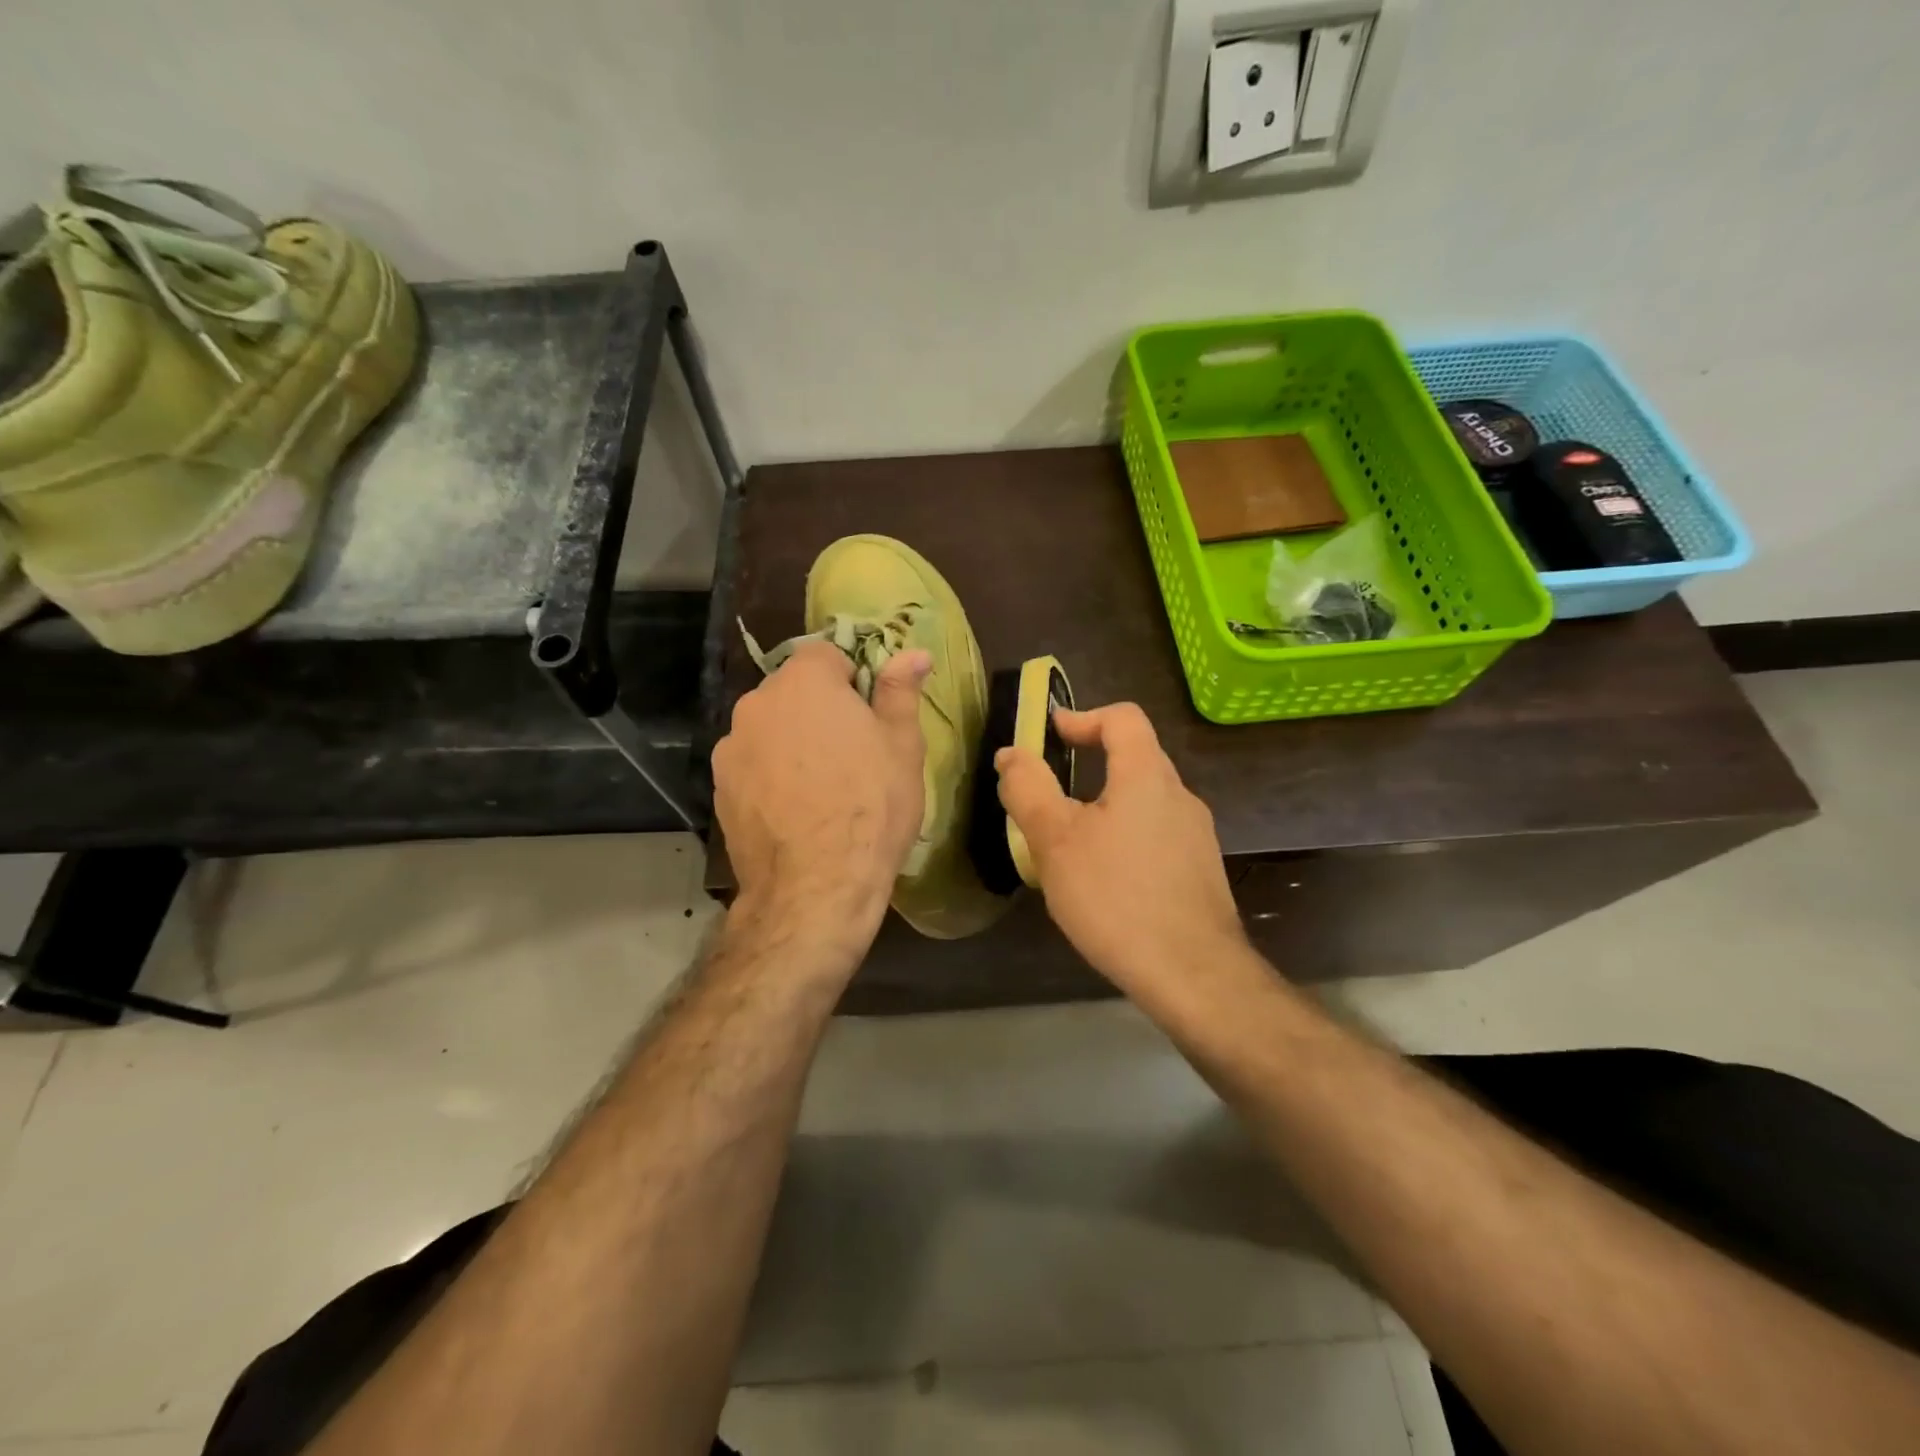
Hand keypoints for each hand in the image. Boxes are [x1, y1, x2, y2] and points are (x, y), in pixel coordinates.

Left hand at [713, 640, 929, 947]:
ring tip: (820, 788)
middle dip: (819, 710)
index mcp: (805, 682)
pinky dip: (770, 775)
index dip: (851, 679)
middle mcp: (758, 704)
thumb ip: (901, 691)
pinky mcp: (720, 787)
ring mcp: (731, 747)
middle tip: (850, 753)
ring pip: (770, 728)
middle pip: (793, 691)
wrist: (815, 887)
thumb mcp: (902, 747)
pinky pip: (752, 764)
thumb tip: (915, 652)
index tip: (868, 716)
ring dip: (792, 742)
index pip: (826, 654)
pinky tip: (794, 811)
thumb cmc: (871, 807)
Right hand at [995, 702, 1245, 998]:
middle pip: (1136, 758)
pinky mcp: (1202, 872)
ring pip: (1146, 802)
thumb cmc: (1116, 897)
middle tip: (1052, 794)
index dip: (1084, 717)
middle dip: (1092, 764)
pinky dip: (1127, 839)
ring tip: (1073, 844)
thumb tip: (1011, 754)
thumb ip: (1028, 789)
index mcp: (1147, 776)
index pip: (1123, 718)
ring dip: (1108, 806)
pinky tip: (1107, 882)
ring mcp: (1197, 836)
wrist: (1193, 974)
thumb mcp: (1056, 841)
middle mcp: (1180, 796)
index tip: (1052, 735)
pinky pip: (1157, 836)